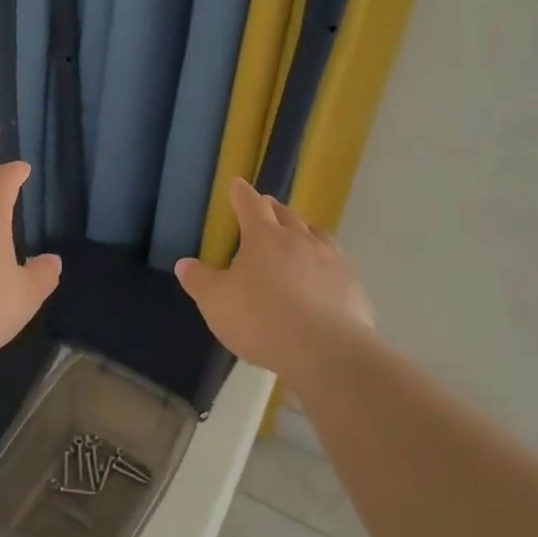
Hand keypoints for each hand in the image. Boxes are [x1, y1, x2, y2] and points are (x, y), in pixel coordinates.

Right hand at [174, 178, 373, 392]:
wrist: (325, 352)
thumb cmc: (261, 320)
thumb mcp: (216, 302)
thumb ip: (199, 280)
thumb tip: (185, 263)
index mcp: (264, 237)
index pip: (250, 204)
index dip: (241, 194)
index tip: (237, 184)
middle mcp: (300, 239)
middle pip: (285, 214)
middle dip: (271, 209)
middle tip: (264, 209)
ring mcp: (331, 260)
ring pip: (315, 234)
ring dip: (302, 231)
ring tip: (296, 236)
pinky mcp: (352, 284)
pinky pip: (335, 263)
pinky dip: (324, 262)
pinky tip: (321, 277)